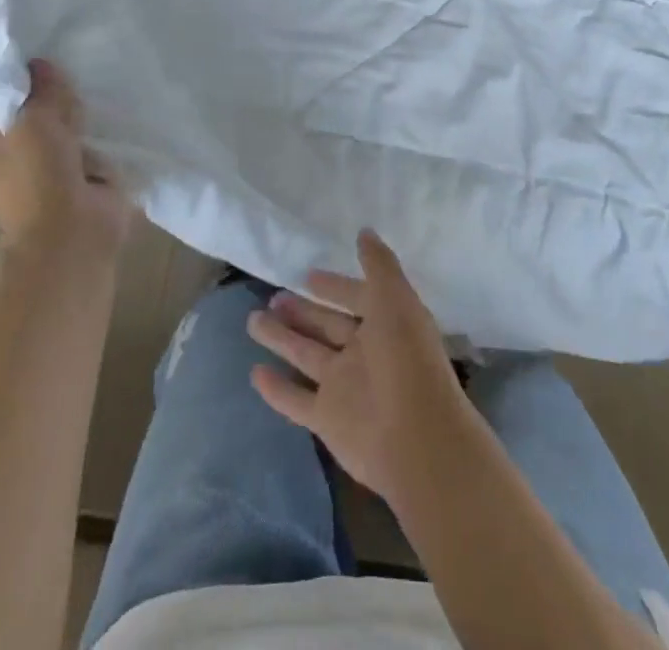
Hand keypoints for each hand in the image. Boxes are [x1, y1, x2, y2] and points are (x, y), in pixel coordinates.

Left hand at [0, 58, 130, 256]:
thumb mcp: (34, 120)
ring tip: (99, 95)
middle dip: (58, 102)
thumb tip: (41, 63)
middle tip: (76, 82)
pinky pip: (95, 149)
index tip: (46, 66)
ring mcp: (52, 175)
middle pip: (39, 117)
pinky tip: (115, 119)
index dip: (24, 86)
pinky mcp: (86, 183)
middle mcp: (16, 163)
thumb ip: (41, 90)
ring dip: (84, 120)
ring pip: (69, 133)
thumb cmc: (39, 175)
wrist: (72, 232)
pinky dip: (104, 140)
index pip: (4, 107)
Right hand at [247, 229, 471, 502]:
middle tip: (273, 295)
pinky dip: (276, 388)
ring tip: (253, 319)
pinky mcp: (327, 419)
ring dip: (282, 338)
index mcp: (385, 324)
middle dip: (302, 311)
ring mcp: (343, 386)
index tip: (308, 274)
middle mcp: (363, 353)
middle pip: (326, 326)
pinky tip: (254, 373)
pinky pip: (296, 399)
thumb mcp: (395, 299)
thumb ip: (378, 265)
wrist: (415, 438)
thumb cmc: (406, 359)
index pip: (355, 298)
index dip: (334, 286)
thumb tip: (364, 231)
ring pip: (305, 355)